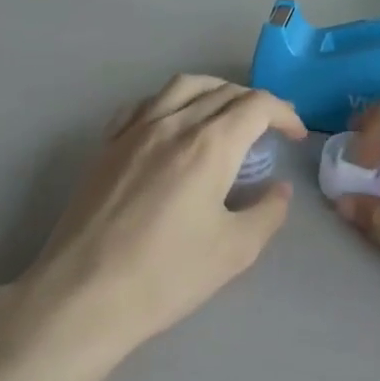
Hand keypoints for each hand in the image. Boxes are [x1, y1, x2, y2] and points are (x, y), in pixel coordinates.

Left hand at [18, 76, 306, 358]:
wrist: (83, 294)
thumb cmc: (165, 275)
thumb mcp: (234, 251)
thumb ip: (267, 212)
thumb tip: (279, 189)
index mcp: (208, 145)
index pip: (256, 105)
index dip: (284, 113)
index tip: (295, 135)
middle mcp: (172, 124)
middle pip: (221, 91)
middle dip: (253, 102)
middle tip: (269, 128)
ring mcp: (134, 131)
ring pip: (181, 86)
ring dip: (213, 90)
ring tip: (225, 113)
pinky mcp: (107, 145)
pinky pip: (143, 104)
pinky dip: (170, 102)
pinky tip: (172, 124)